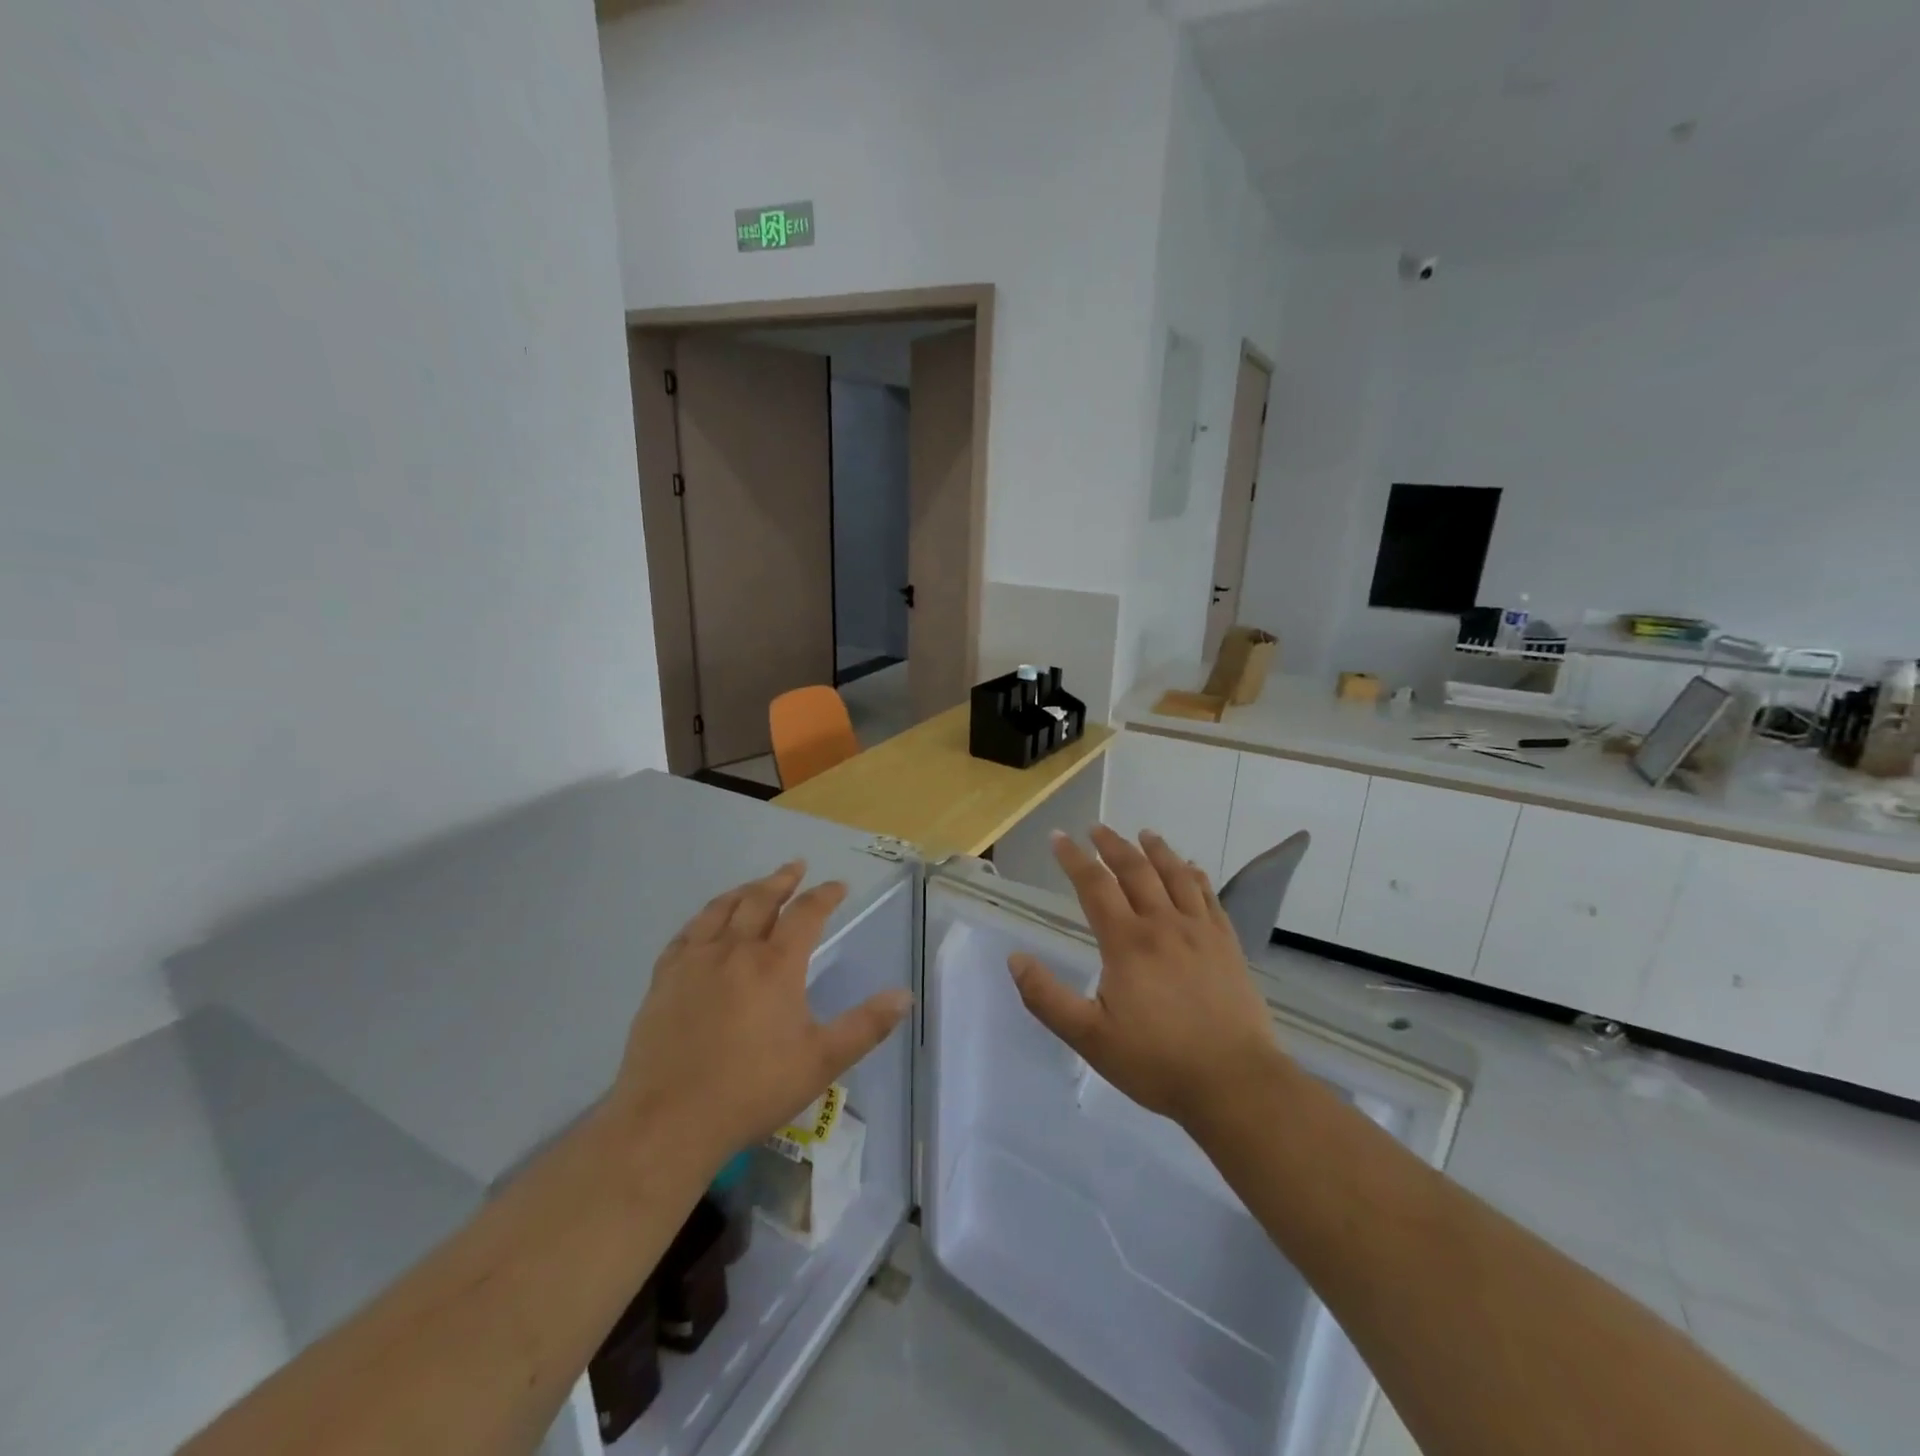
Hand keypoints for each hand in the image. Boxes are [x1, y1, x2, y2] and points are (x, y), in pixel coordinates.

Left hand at [611, 861, 912, 1173]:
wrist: (669, 1120)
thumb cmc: (752, 1090)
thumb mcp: (821, 1062)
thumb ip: (866, 1026)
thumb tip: (904, 996)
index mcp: (776, 965)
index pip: (806, 913)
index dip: (825, 895)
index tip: (838, 886)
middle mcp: (735, 950)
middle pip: (761, 899)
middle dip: (782, 880)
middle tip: (796, 867)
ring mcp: (695, 961)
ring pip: (721, 909)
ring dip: (744, 891)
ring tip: (756, 885)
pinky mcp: (664, 979)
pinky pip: (686, 933)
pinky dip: (704, 918)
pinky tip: (706, 923)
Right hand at [1008, 827, 1285, 1130]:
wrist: (1234, 1082)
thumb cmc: (1156, 1062)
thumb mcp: (1089, 1038)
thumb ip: (1048, 998)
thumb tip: (1015, 959)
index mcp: (1126, 942)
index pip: (1094, 886)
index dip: (1073, 859)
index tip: (1058, 837)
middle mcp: (1163, 924)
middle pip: (1135, 870)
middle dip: (1112, 845)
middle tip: (1096, 828)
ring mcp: (1200, 931)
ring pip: (1175, 875)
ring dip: (1156, 850)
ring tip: (1144, 834)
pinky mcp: (1227, 944)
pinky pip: (1209, 896)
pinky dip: (1195, 875)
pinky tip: (1191, 868)